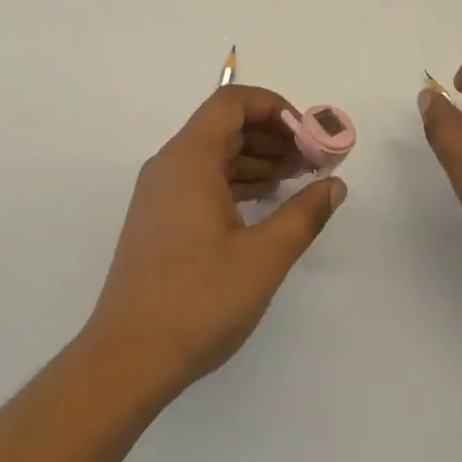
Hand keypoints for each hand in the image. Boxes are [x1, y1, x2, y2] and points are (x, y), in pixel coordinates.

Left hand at [84, 85, 346, 398]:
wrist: (128, 358)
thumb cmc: (198, 301)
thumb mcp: (263, 257)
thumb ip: (304, 214)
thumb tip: (334, 185)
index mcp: (189, 159)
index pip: (231, 103)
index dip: (274, 107)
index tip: (309, 135)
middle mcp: (170, 165)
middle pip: (224, 126)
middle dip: (273, 135)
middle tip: (313, 160)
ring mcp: (160, 192)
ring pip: (214, 153)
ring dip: (257, 158)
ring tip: (298, 180)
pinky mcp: (159, 218)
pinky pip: (202, 179)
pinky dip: (236, 180)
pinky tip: (265, 202)